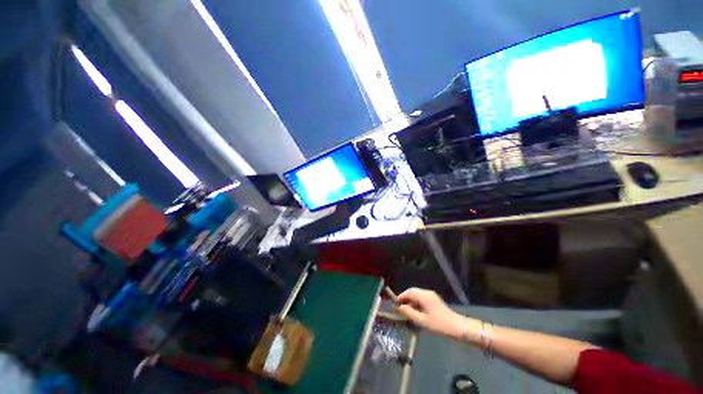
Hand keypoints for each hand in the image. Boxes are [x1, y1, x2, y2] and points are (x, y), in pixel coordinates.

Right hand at [395, 288, 463, 339]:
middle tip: (399, 306)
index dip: (401, 297)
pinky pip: (421, 297)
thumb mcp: (422, 321)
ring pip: (417, 294)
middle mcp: (426, 292)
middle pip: (412, 291)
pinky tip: (415, 310)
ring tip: (406, 310)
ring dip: (410, 299)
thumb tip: (400, 307)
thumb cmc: (438, 324)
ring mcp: (431, 295)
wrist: (457, 326)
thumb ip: (409, 313)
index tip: (395, 304)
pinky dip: (416, 301)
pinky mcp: (434, 299)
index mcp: (423, 296)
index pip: (408, 293)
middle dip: (405, 297)